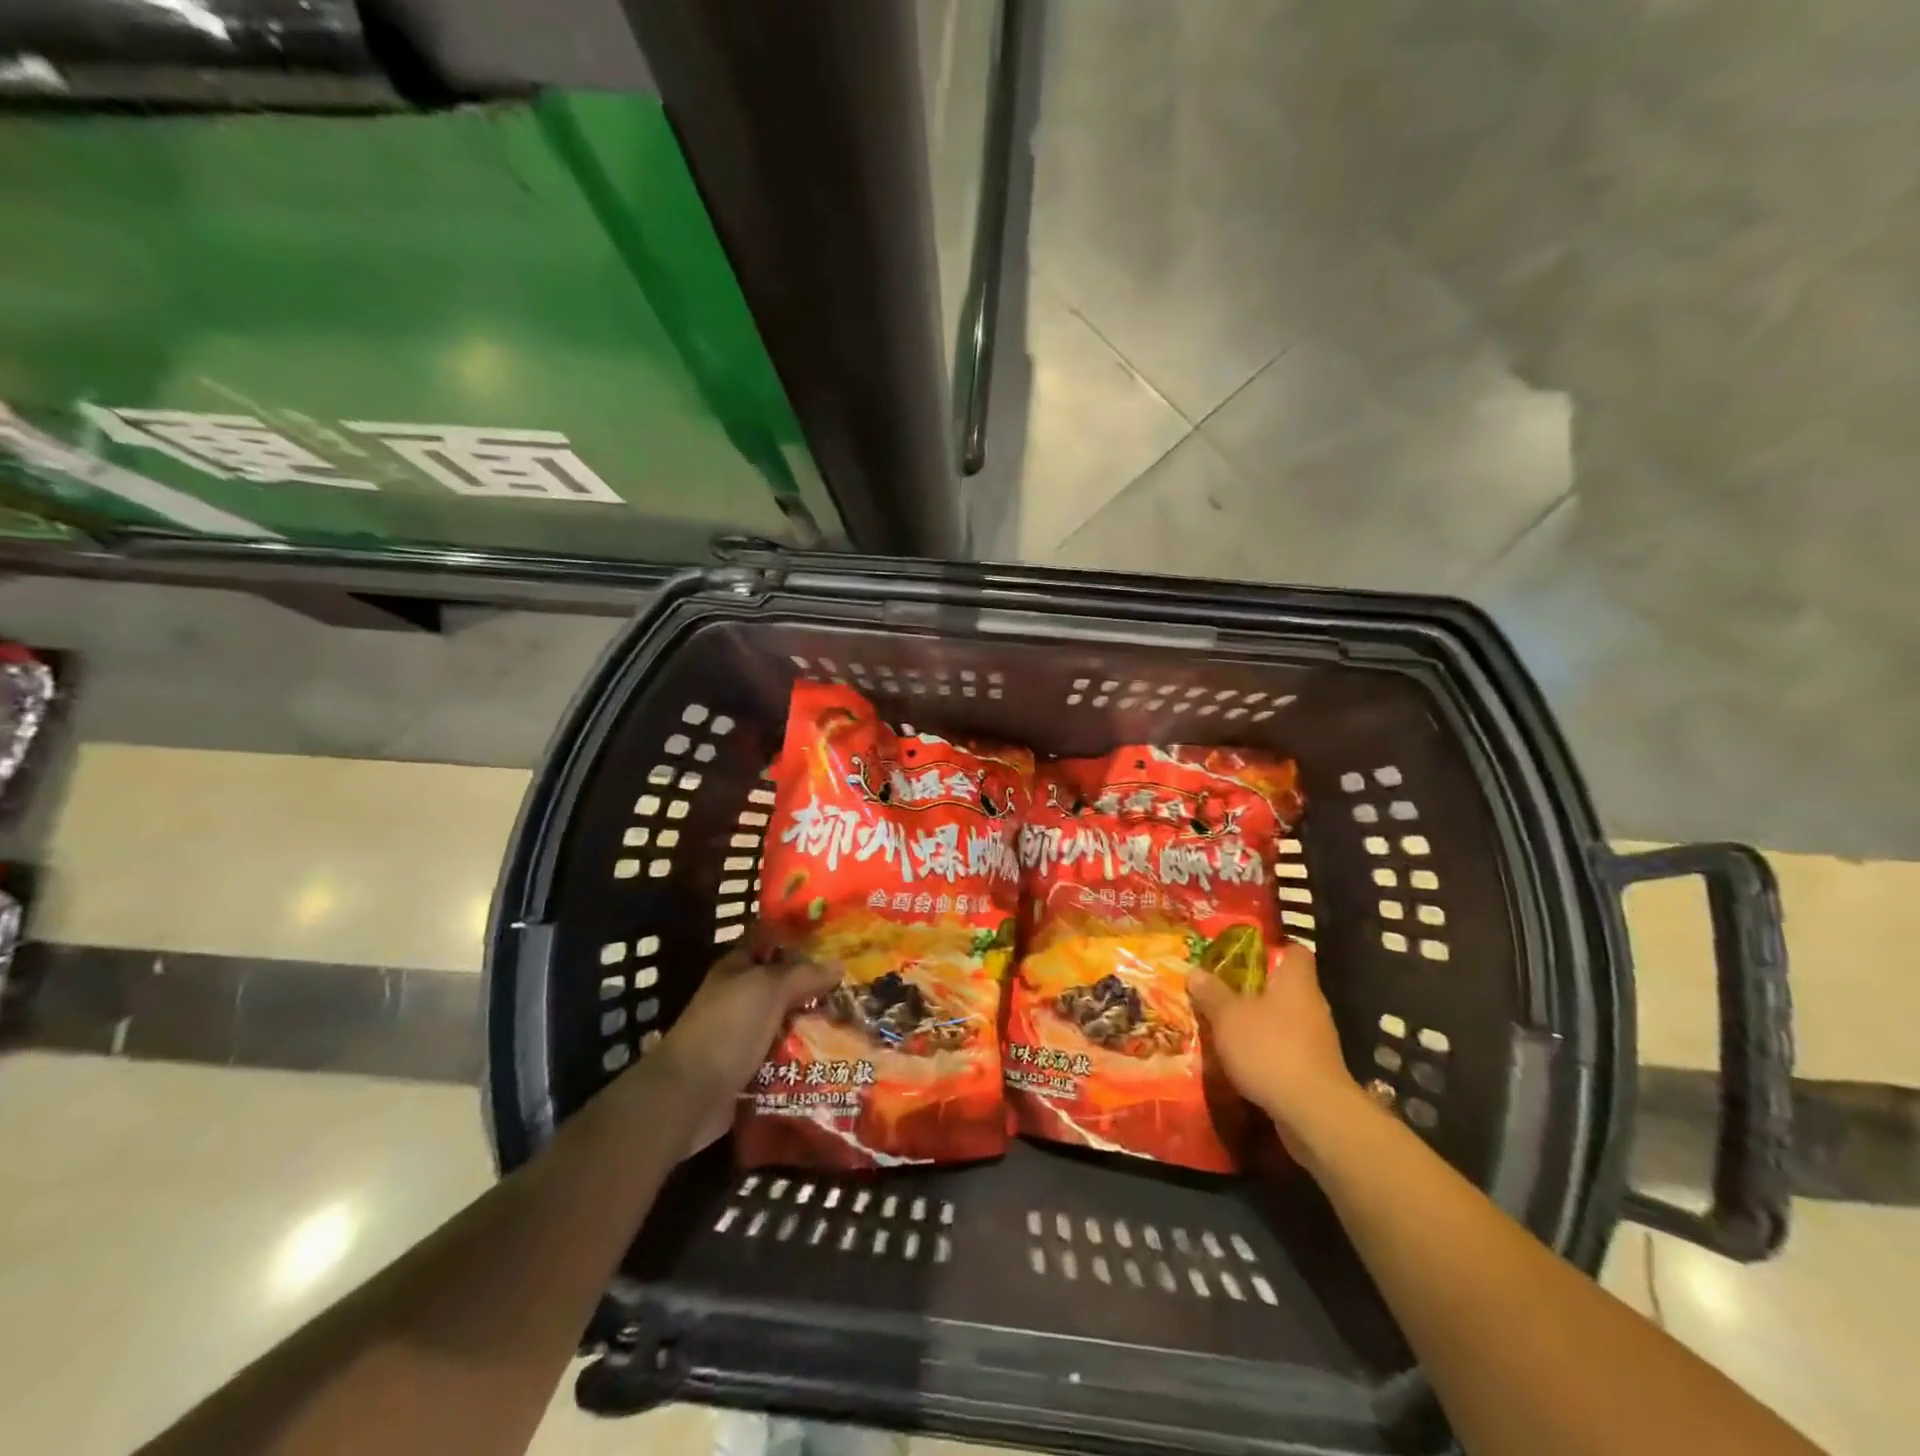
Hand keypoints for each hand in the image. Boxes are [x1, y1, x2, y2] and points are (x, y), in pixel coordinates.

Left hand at [649, 939, 837, 1154]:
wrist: (689, 1095)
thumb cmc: (727, 1028)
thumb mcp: (768, 989)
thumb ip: (803, 974)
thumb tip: (838, 964)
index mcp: (737, 968)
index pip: (770, 941)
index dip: (799, 936)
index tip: (836, 937)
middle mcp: (739, 997)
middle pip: (783, 984)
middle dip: (816, 985)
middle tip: (856, 984)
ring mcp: (743, 1035)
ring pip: (786, 1021)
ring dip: (814, 1024)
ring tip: (855, 1021)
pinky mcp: (749, 1069)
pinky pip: (784, 1056)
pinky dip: (804, 1056)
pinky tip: (836, 1055)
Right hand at [1188, 943, 1366, 1159]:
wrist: (1313, 1113)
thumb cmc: (1270, 1048)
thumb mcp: (1228, 1016)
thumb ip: (1211, 993)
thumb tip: (1196, 971)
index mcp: (1296, 982)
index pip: (1294, 952)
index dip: (1271, 948)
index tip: (1243, 954)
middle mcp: (1312, 1006)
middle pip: (1284, 987)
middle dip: (1254, 989)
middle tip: (1220, 989)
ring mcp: (1317, 1040)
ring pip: (1283, 1020)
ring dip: (1257, 1023)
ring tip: (1223, 1026)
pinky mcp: (1314, 1071)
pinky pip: (1285, 1049)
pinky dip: (1265, 1051)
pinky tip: (1240, 1060)